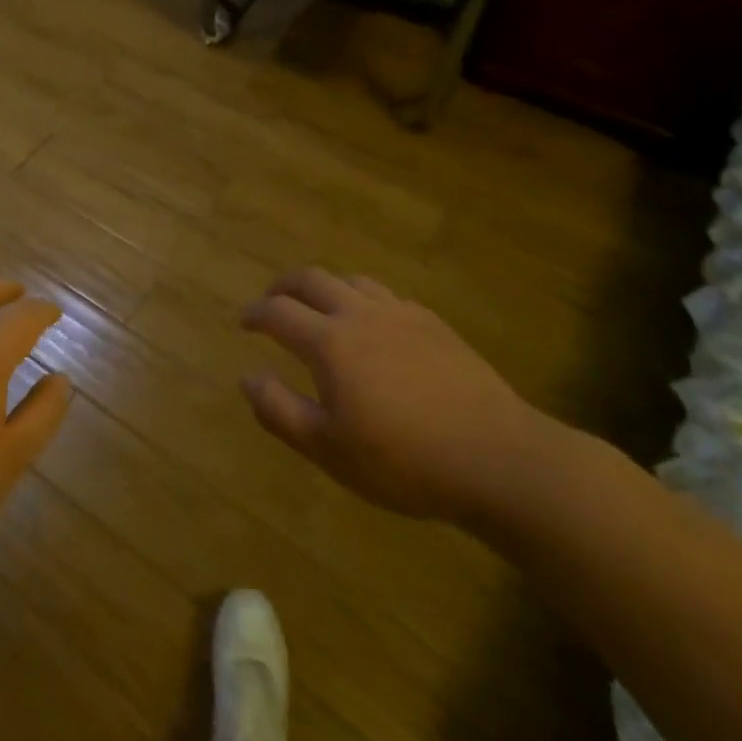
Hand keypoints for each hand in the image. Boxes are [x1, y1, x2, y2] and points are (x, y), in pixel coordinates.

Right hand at [240, 267, 563, 526]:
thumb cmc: (403, 461)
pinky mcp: (434, 324)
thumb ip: (279, 410)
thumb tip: (247, 377)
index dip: (254, 314)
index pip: (278, 312)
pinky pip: (387, 296)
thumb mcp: (328, 449)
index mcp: (329, 342)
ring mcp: (400, 314)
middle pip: (311, 279)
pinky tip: (373, 326)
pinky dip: (364, 300)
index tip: (243, 323)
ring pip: (351, 280)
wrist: (498, 459)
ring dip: (325, 287)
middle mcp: (359, 314)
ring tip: (320, 308)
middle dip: (284, 285)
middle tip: (272, 300)